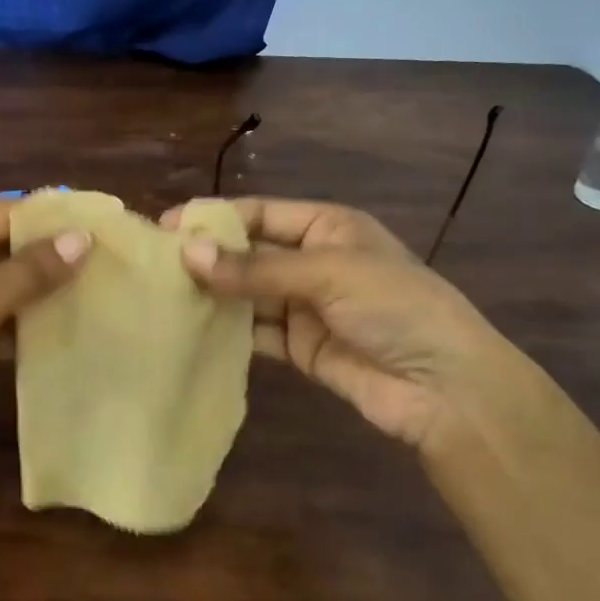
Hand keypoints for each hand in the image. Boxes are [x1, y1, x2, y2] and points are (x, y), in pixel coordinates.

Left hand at [0, 200, 89, 484]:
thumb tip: (83, 238)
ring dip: (30, 298)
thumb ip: (28, 273)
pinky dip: (5, 326)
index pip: (7, 213)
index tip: (108, 241)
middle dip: (46, 264)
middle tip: (105, 277)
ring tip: (90, 306)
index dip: (56, 227)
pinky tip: (48, 340)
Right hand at [165, 197, 560, 456]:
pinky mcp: (301, 348)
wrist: (445, 387)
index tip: (166, 226)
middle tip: (154, 265)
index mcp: (328, 227)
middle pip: (250, 253)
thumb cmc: (394, 306)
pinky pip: (256, 333)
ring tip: (162, 296)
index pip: (261, 213)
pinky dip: (228, 331)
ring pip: (249, 294)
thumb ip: (255, 268)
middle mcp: (314, 261)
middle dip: (208, 257)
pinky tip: (192, 330)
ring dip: (214, 295)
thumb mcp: (326, 273)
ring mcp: (306, 307)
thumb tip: (187, 253)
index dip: (215, 217)